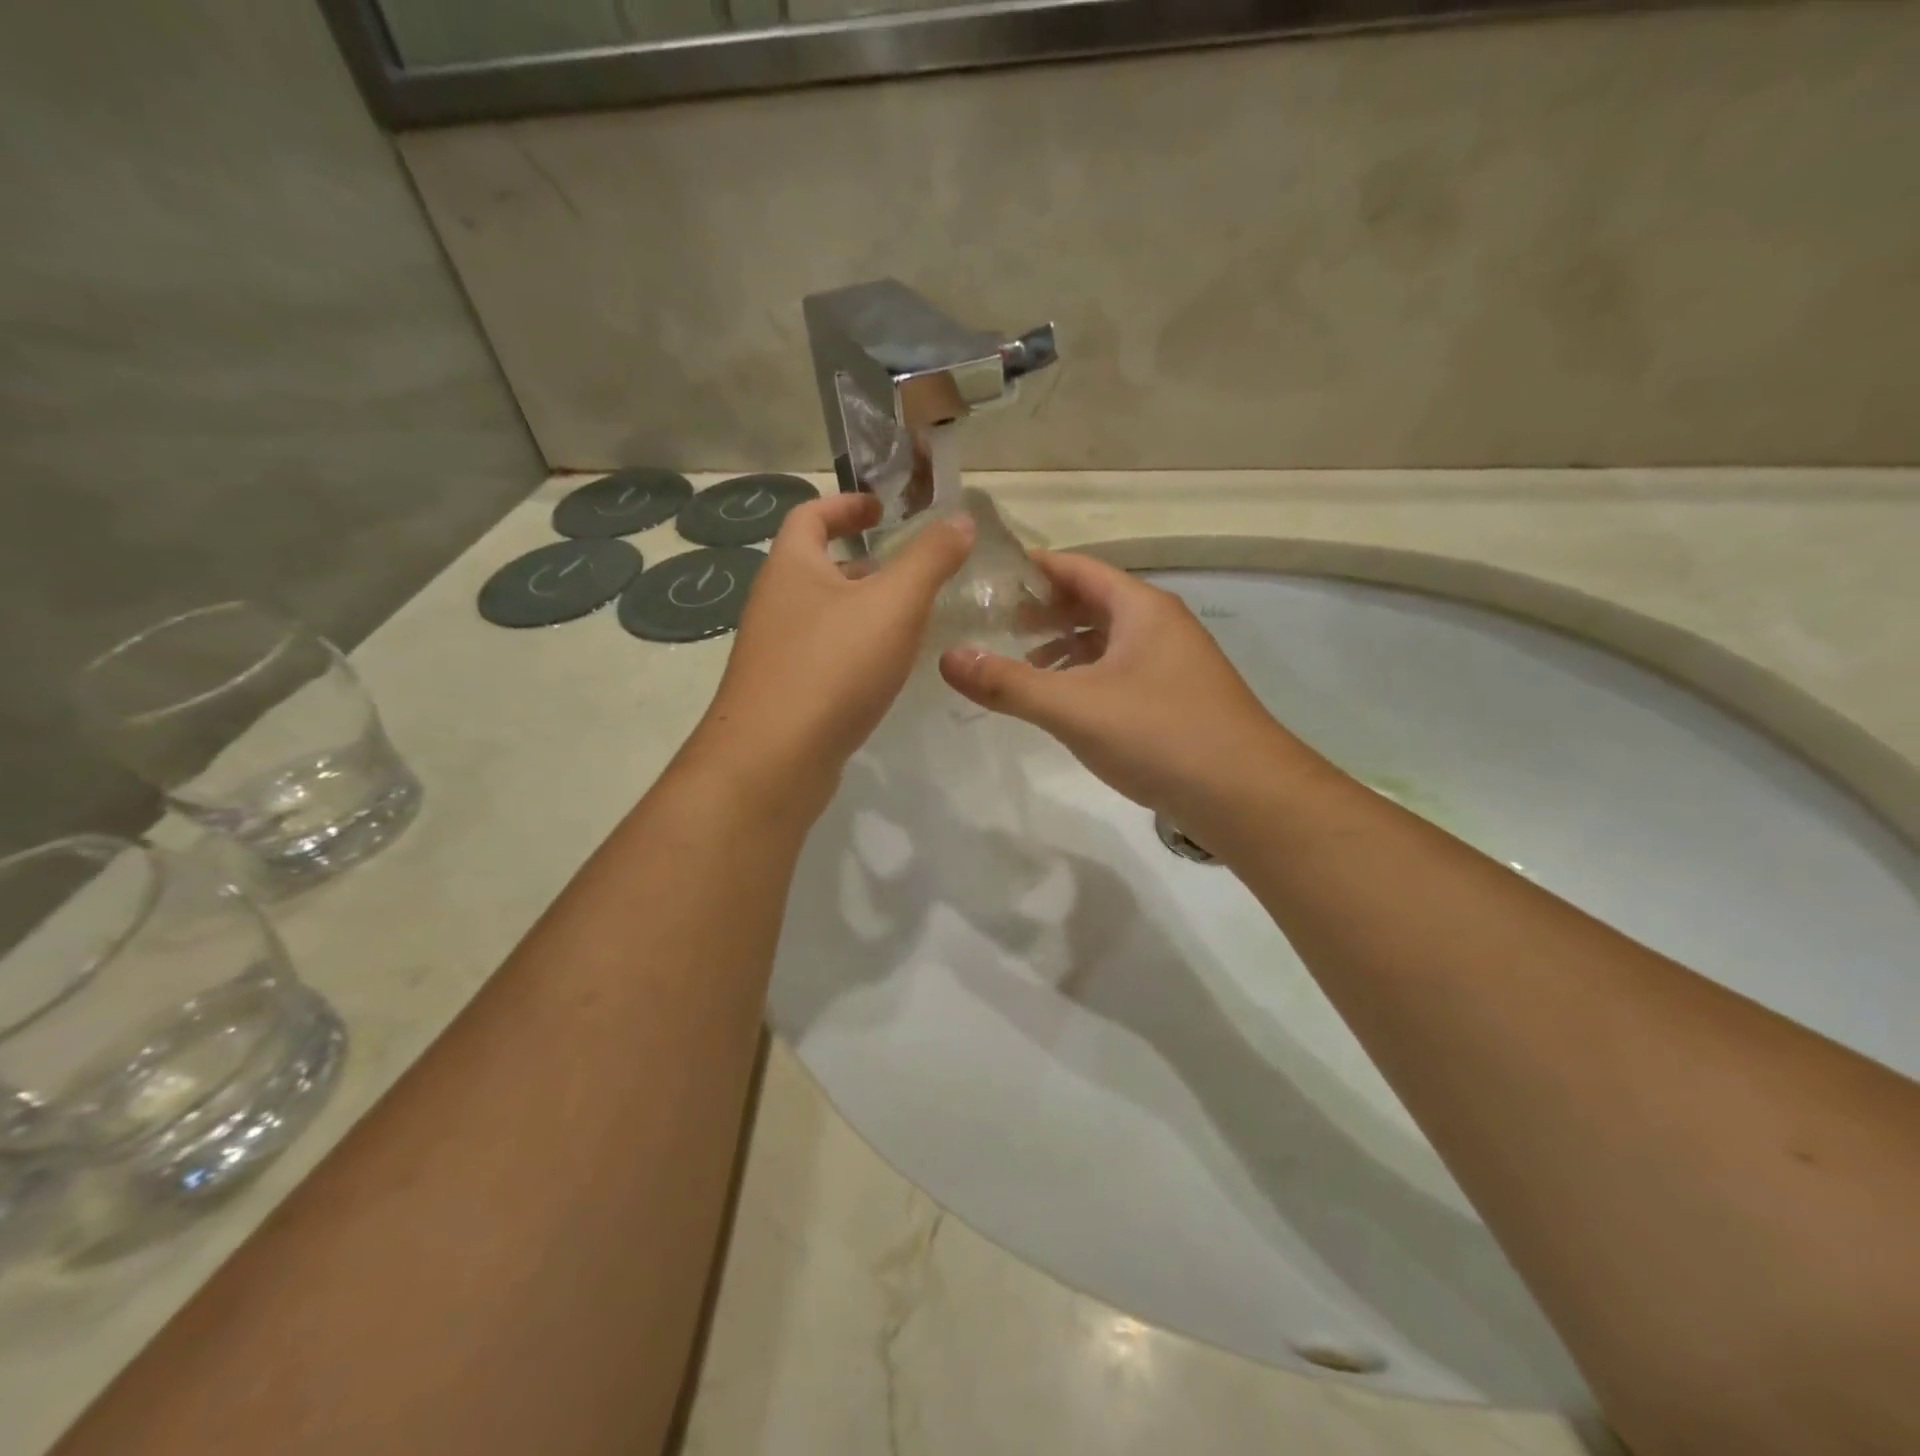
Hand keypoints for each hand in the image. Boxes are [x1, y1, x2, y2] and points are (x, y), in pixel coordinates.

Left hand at [686, 494, 973, 805]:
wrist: (774, 759)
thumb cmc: (833, 666)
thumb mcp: (894, 604)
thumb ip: (930, 559)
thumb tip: (961, 519)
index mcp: (791, 567)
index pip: (811, 515)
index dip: (846, 505)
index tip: (882, 508)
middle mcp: (774, 603)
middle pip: (817, 567)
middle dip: (863, 563)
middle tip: (909, 570)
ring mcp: (774, 652)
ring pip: (822, 616)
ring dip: (861, 610)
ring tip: (909, 620)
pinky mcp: (784, 693)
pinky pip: (823, 656)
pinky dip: (854, 650)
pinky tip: (884, 671)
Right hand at [938, 552, 1328, 846]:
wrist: (1246, 795)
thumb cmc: (1159, 735)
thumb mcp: (1074, 707)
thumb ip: (1008, 683)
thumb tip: (946, 657)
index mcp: (1141, 609)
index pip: (1078, 568)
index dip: (1034, 568)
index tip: (990, 575)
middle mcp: (1160, 626)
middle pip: (1093, 602)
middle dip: (1044, 611)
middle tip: (995, 623)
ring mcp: (1174, 664)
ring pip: (1109, 641)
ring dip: (1065, 647)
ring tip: (1021, 664)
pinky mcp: (1178, 700)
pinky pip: (1122, 672)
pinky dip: (1088, 677)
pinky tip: (1066, 703)